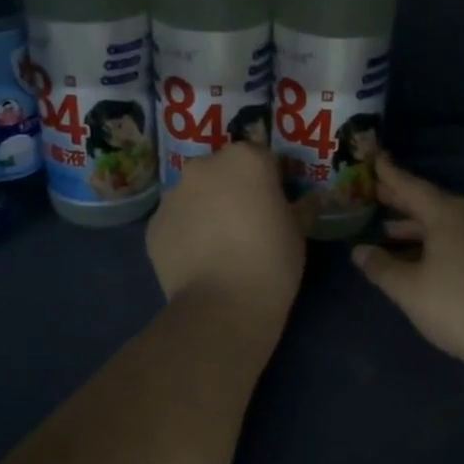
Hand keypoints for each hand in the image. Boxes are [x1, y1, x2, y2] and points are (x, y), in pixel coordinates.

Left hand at [147, 142, 306, 328]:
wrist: (223, 305)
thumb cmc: (272, 260)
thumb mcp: (299, 231)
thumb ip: (302, 207)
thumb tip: (310, 199)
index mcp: (245, 159)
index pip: (263, 158)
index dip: (271, 180)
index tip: (276, 205)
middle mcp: (204, 167)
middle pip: (223, 171)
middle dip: (233, 189)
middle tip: (247, 223)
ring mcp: (173, 195)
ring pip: (195, 195)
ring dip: (206, 209)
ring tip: (219, 245)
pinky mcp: (153, 225)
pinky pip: (176, 222)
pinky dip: (186, 233)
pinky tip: (199, 260)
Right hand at [352, 158, 463, 371]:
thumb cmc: (457, 305)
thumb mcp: (409, 289)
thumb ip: (381, 267)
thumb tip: (359, 250)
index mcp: (446, 214)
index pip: (410, 186)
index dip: (388, 174)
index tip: (372, 157)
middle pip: (428, 202)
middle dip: (399, 200)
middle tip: (372, 192)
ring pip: (444, 224)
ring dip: (415, 226)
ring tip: (387, 229)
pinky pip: (457, 239)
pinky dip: (433, 241)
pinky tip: (418, 257)